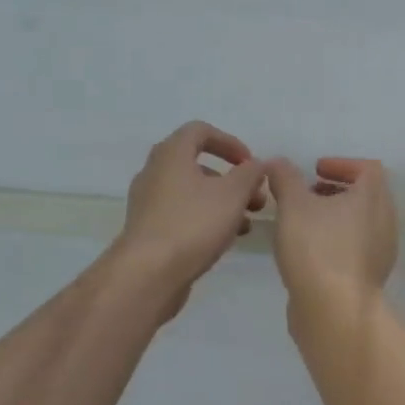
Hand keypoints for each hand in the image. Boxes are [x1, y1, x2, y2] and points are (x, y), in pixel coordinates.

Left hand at [114, 122, 266, 315]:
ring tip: (246, 224)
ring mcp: (148, 203)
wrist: (149, 273)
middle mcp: (154, 173)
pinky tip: (224, 240)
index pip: (200, 131)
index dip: (230, 142)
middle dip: (231, 180)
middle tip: (255, 199)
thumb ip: (250, 174)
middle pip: (197, 165)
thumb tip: (256, 165)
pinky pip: (182, 215)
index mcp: (171, 154)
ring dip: (222, 203)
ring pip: (192, 193)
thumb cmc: (193, 224)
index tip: (251, 164)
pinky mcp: (149, 230)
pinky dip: (206, 220)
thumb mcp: (233, 194)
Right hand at [265, 157, 397, 307]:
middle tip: (307, 194)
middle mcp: (385, 222)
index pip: (368, 168)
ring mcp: (381, 252)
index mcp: (373, 198)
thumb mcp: (293, 205)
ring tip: (303, 223)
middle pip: (366, 196)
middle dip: (336, 191)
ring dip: (335, 217)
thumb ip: (284, 178)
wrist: (334, 311)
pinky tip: (308, 252)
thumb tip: (277, 163)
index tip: (315, 170)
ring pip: (360, 224)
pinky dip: (336, 240)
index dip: (342, 164)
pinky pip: (355, 248)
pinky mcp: (369, 277)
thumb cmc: (317, 249)